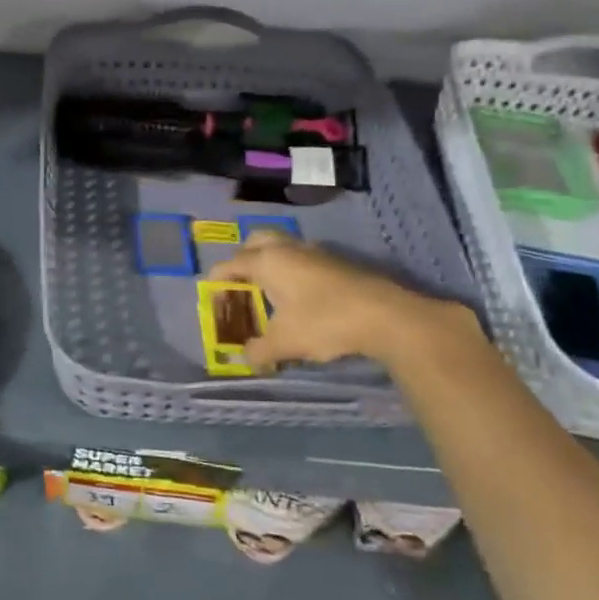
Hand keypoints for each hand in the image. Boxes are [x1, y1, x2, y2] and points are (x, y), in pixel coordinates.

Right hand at [207, 229, 473, 371]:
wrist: (385, 316)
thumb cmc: (324, 322)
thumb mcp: (284, 343)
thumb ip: (259, 350)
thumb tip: (247, 358)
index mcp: (267, 261)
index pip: (230, 264)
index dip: (217, 281)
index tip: (213, 298)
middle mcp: (288, 249)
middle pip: (256, 241)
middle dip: (243, 258)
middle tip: (241, 284)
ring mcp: (315, 252)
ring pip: (283, 247)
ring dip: (271, 262)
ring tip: (269, 291)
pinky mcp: (338, 262)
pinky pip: (303, 259)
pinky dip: (293, 270)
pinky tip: (299, 296)